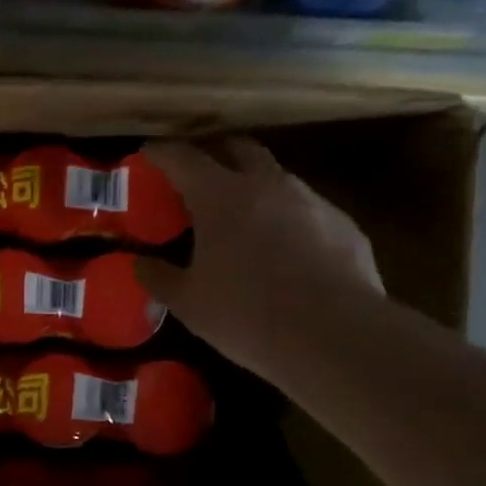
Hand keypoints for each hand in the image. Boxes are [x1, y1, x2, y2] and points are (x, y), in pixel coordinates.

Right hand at [136, 138, 382, 374]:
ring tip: (239, 214)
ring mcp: (311, 200)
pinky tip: (282, 249)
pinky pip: (306, 208)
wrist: (336, 337)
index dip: (161, 152)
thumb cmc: (246, 314)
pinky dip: (285, 217)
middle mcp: (267, 184)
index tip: (148, 153)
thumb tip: (141, 263)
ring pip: (275, 176)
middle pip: (237, 147)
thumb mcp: (188, 302)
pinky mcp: (344, 224)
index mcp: (220, 196)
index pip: (183, 157)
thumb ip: (159, 276)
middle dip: (213, 152)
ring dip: (252, 185)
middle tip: (195, 173)